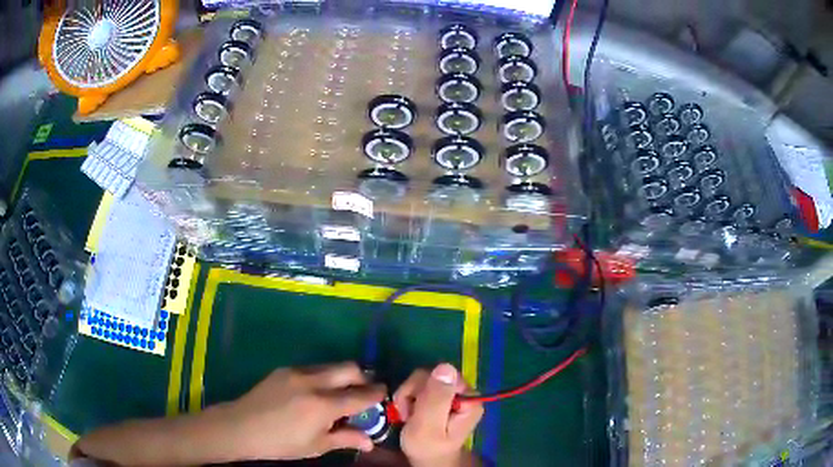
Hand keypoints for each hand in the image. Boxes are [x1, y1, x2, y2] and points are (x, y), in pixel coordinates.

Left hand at [220, 362, 385, 460]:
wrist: (241, 426)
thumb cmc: (281, 443)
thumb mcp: (316, 446)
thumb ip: (346, 439)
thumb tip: (370, 441)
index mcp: (323, 405)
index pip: (360, 395)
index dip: (376, 394)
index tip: (384, 394)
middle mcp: (312, 382)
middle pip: (349, 368)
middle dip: (363, 377)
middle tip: (364, 392)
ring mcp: (297, 372)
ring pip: (331, 366)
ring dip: (343, 376)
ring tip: (341, 394)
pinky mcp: (285, 370)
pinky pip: (314, 368)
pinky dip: (324, 377)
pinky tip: (317, 394)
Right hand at [394, 364, 483, 466]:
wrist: (427, 459)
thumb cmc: (427, 448)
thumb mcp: (428, 426)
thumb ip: (436, 398)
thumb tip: (446, 366)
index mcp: (470, 399)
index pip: (443, 375)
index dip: (422, 388)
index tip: (412, 408)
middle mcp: (465, 392)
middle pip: (432, 374)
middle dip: (412, 392)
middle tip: (408, 414)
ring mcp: (453, 393)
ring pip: (423, 378)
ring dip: (408, 396)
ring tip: (408, 415)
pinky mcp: (441, 395)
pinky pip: (420, 385)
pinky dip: (409, 397)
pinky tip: (410, 412)